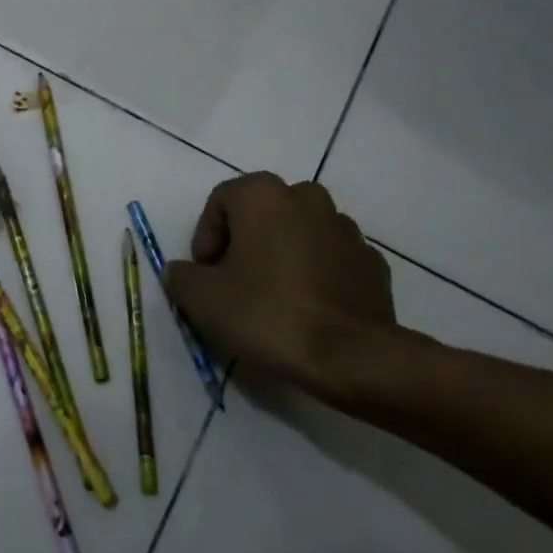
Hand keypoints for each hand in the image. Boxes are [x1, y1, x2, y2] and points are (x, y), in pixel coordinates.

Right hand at [165, 174, 400, 410]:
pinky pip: (331, 258)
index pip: (220, 201)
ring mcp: (345, 228)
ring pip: (300, 232)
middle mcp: (306, 197)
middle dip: (245, 241)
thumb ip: (181, 276)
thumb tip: (181, 272)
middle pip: (262, 212)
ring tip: (274, 297)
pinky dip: (317, 273)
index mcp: (263, 195)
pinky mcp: (371, 261)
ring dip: (283, 254)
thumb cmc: (268, 314)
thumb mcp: (203, 300)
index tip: (206, 274)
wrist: (351, 357)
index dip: (206, 237)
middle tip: (235, 282)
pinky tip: (309, 308)